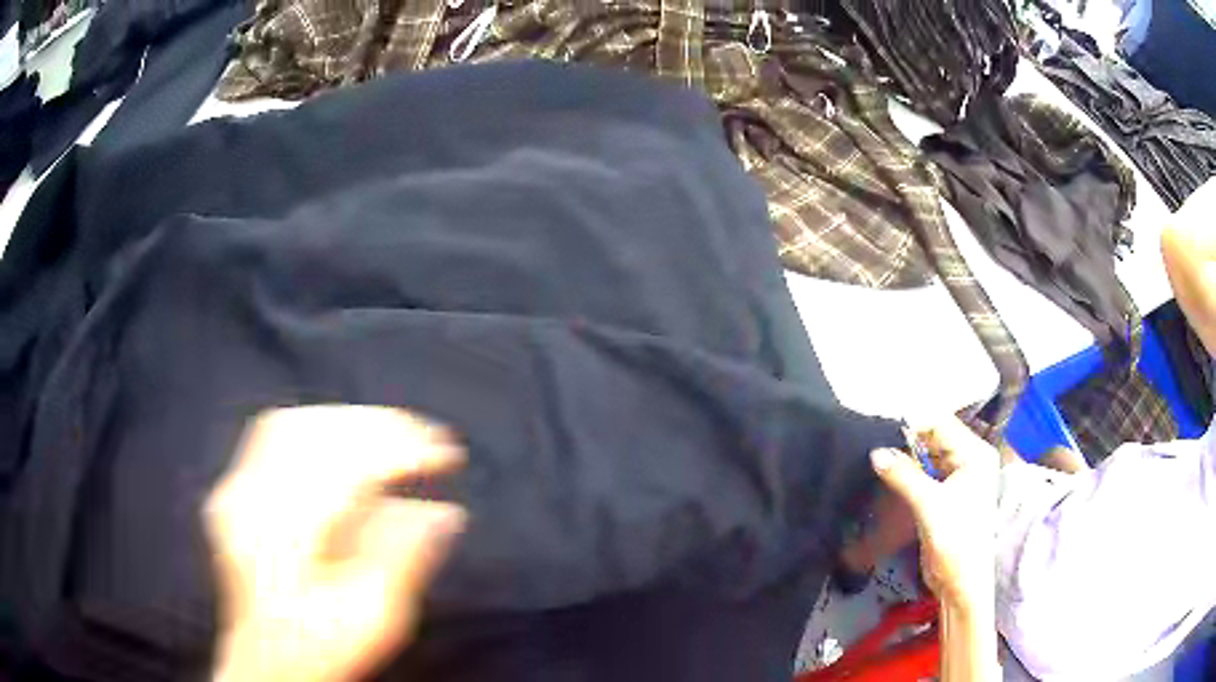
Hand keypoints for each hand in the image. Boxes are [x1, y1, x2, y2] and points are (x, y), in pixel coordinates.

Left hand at [206, 406, 466, 681]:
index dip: (402, 451)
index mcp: (287, 540)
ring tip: (394, 430)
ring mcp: (238, 493)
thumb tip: (446, 512)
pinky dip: (318, 427)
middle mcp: (253, 505)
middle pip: (316, 436)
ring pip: (293, 425)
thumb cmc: (322, 648)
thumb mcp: (375, 619)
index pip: (346, 468)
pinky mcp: (237, 491)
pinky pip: (273, 435)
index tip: (447, 454)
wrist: (269, 664)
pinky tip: (343, 436)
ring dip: (350, 421)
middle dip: (380, 426)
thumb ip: (406, 560)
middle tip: (428, 434)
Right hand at [869, 417, 997, 612]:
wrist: (961, 583)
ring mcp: (959, 476)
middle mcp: (969, 458)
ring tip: (876, 453)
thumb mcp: (929, 506)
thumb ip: (903, 475)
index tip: (879, 426)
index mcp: (975, 453)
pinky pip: (926, 472)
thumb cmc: (956, 541)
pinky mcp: (946, 493)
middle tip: (873, 438)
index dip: (912, 423)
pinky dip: (909, 472)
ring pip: (928, 455)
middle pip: (934, 437)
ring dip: (905, 456)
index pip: (941, 424)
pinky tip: (888, 471)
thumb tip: (875, 451)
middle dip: (906, 439)